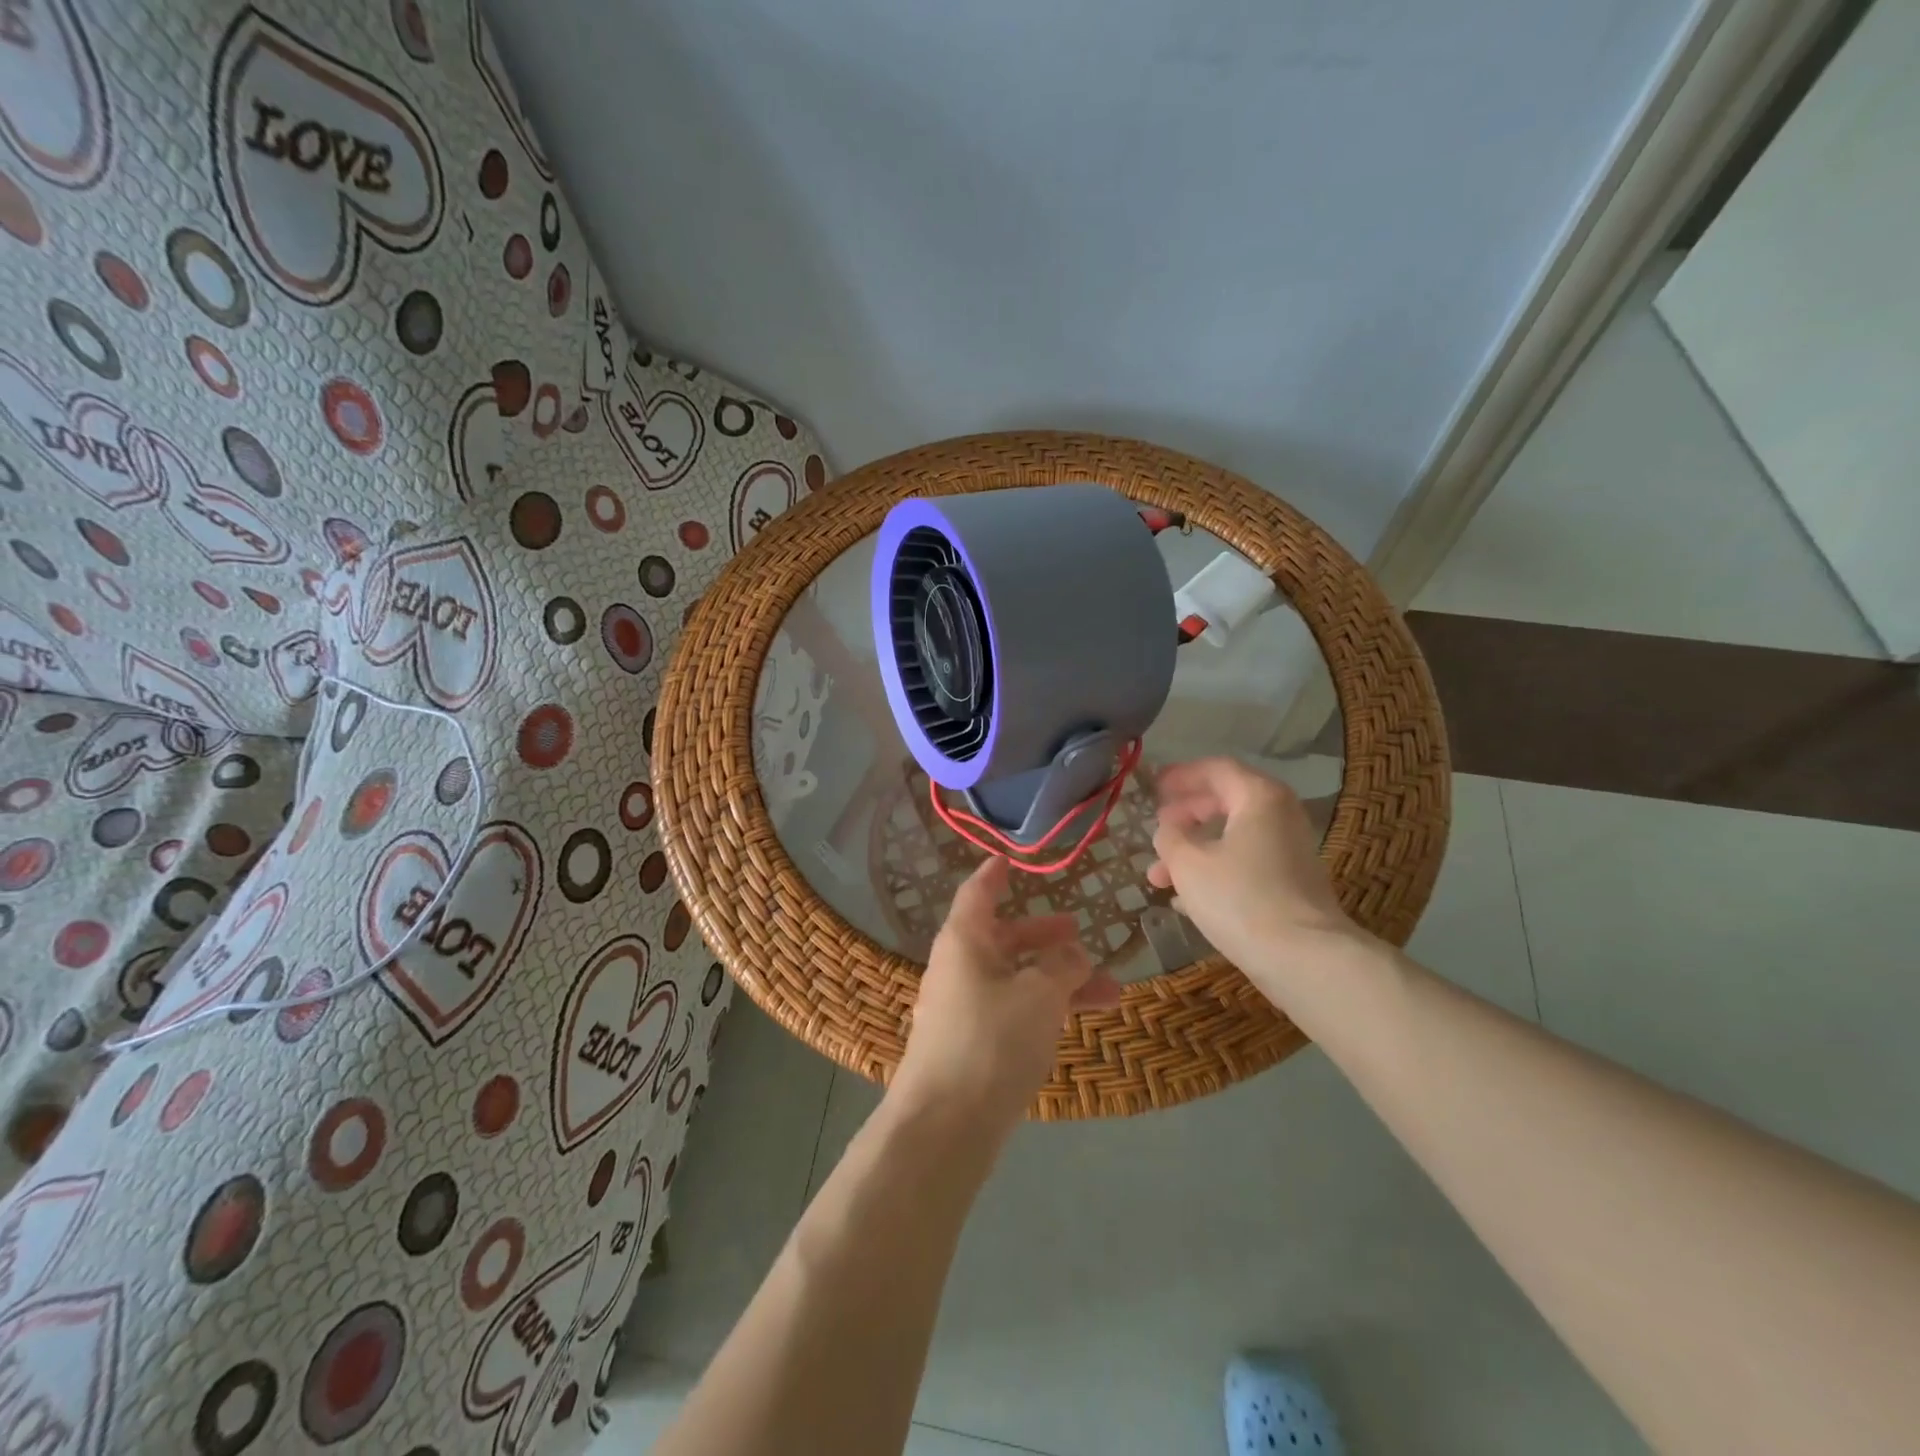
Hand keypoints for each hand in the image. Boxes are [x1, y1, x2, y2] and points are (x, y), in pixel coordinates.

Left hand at [892, 857, 1121, 1133]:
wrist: (945, 1126)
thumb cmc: (992, 1041)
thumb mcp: (1039, 995)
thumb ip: (1063, 966)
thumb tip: (1072, 952)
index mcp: (964, 941)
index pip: (979, 892)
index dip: (996, 874)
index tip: (1011, 860)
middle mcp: (959, 968)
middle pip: (1004, 939)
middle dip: (1044, 937)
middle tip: (1079, 933)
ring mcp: (964, 1009)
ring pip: (1017, 980)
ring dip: (1059, 981)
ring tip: (1110, 990)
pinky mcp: (972, 1046)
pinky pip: (1013, 1012)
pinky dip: (1045, 1010)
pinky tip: (1080, 1021)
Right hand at [1147, 757, 1369, 1000]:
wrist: (1304, 959)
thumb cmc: (1240, 898)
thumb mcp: (1188, 863)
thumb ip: (1170, 837)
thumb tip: (1168, 829)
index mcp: (1259, 797)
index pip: (1216, 769)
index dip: (1181, 775)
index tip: (1153, 787)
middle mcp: (1280, 816)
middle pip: (1224, 803)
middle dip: (1184, 818)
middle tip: (1157, 830)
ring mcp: (1289, 852)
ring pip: (1231, 839)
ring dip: (1193, 852)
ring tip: (1157, 878)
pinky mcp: (1290, 885)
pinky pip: (1244, 865)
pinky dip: (1213, 873)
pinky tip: (1184, 901)